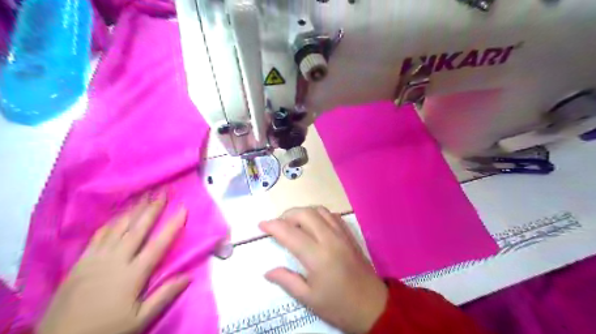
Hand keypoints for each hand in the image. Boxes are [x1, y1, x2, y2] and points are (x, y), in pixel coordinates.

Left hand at [38, 193, 190, 333]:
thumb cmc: (107, 329)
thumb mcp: (140, 319)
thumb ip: (164, 296)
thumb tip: (189, 276)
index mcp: (133, 274)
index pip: (158, 244)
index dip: (173, 224)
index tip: (183, 208)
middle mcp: (116, 260)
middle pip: (138, 229)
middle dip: (152, 208)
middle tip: (162, 191)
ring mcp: (96, 258)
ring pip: (119, 227)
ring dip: (133, 210)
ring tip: (144, 196)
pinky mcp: (81, 261)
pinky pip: (99, 235)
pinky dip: (112, 222)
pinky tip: (118, 215)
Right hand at [259, 207, 389, 331]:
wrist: (373, 306)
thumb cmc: (339, 306)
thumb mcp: (309, 299)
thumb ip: (287, 281)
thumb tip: (267, 271)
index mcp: (317, 256)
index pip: (290, 233)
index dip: (273, 226)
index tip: (261, 225)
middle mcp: (330, 239)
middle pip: (305, 214)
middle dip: (287, 215)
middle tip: (278, 226)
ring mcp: (342, 234)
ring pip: (319, 210)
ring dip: (303, 212)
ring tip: (294, 224)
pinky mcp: (350, 235)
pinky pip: (332, 215)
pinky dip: (318, 214)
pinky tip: (314, 225)